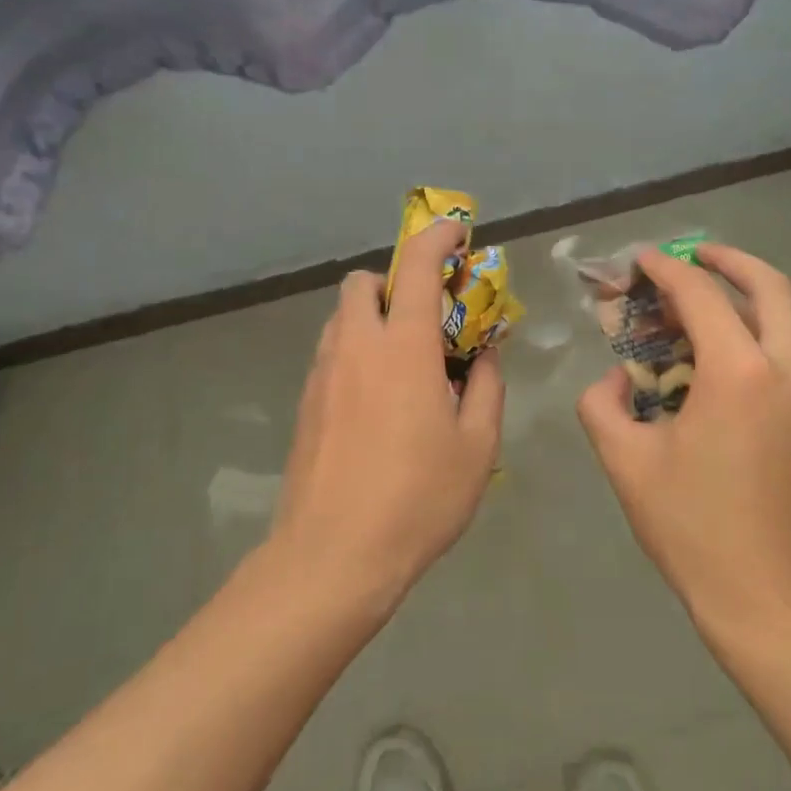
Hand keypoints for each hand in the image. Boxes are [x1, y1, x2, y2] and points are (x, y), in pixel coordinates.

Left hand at [271, 219, 505, 614]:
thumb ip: (485, 388)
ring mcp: (322, 373)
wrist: (332, 557)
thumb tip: (482, 357)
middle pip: (364, 283)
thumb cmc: (417, 499)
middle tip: (426, 318)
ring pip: (343, 318)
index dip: (437, 238)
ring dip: (374, 318)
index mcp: (404, 348)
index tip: (456, 233)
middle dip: (394, 282)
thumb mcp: (477, 447)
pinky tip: (377, 401)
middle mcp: (356, 346)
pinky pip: (331, 353)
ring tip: (404, 363)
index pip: (416, 267)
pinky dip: (357, 352)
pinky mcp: (305, 403)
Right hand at [576, 243, 790, 644]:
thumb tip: (615, 380)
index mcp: (740, 373)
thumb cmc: (694, 529)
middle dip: (730, 261)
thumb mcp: (626, 463)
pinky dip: (760, 339)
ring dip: (747, 301)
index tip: (641, 260)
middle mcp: (789, 371)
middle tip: (695, 255)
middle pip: (771, 287)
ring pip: (788, 322)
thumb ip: (602, 405)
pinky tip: (724, 369)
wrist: (773, 604)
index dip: (666, 270)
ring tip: (702, 311)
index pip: (701, 295)